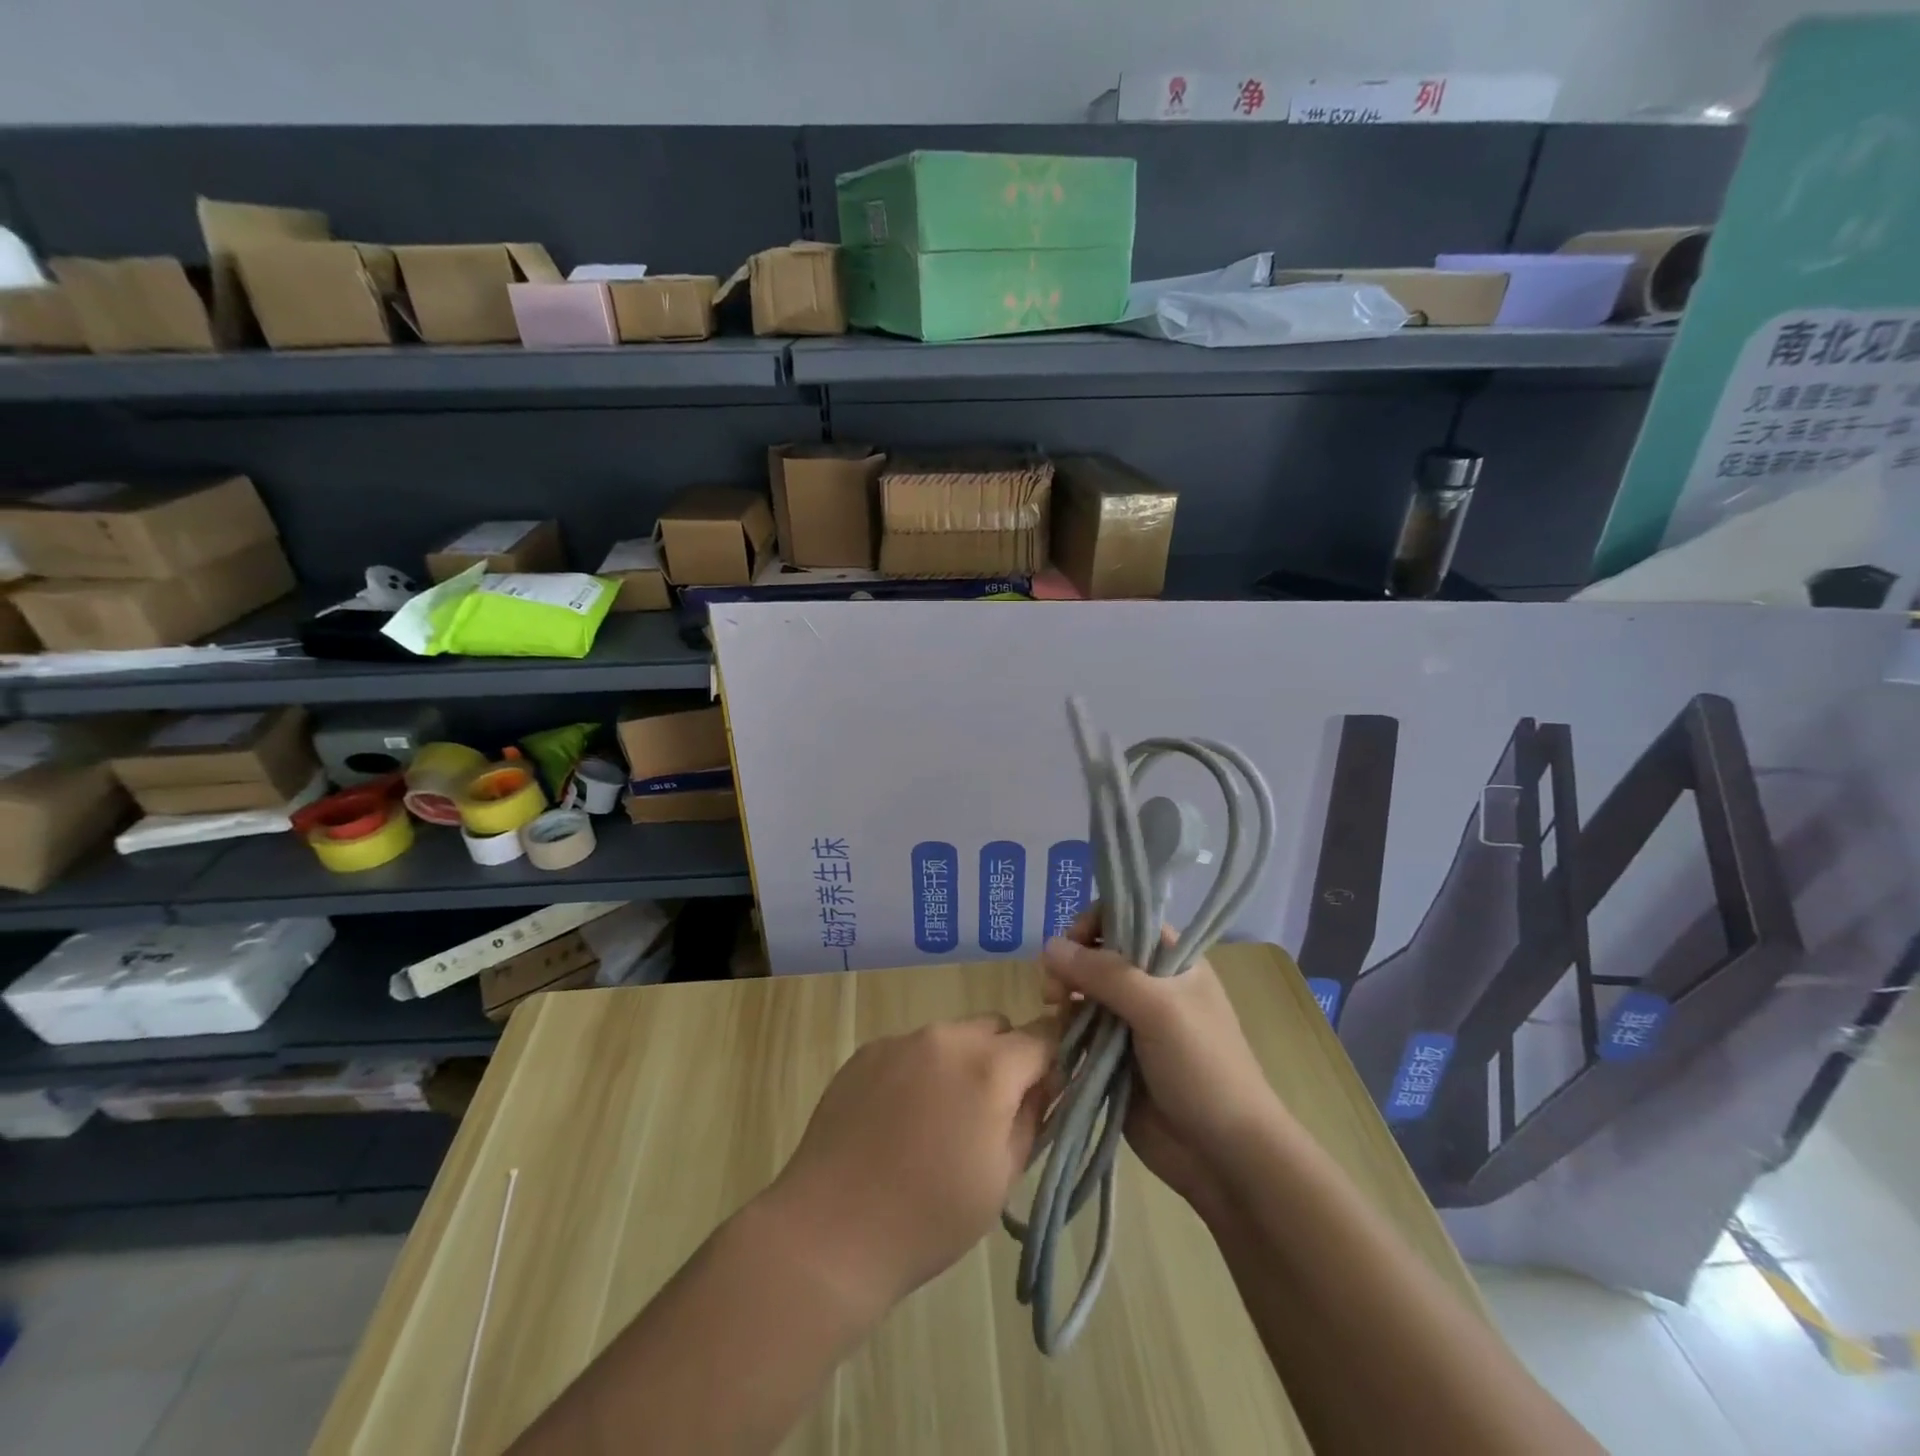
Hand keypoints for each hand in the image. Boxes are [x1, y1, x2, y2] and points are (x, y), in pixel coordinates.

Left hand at [764, 1014, 1056, 1315]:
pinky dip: (920, 1071)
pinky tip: (899, 1119)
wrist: (831, 1231)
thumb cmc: (929, 1217)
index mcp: (988, 1067)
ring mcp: (901, 1040)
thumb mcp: (1003, 1177)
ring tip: (938, 1120)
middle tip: (991, 1113)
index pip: (1043, 1036)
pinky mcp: (867, 1051)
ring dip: (961, 1064)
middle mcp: (946, 1037)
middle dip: (1006, 1060)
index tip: (1048, 1091)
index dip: (1053, 1060)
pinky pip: (912, 1048)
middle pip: (996, 1029)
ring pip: (952, 1036)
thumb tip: (1044, 1084)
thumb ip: (1033, 1118)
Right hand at [1041, 912, 1283, 1219]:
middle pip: (1097, 953)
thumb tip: (1048, 945)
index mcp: (1172, 961)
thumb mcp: (1158, 1008)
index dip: (1094, 924)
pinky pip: (1080, 1030)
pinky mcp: (1113, 1057)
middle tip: (1056, 988)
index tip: (1073, 945)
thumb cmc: (1202, 1068)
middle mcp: (1150, 984)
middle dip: (1071, 963)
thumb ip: (1104, 972)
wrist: (1224, 1156)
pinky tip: (1058, 1038)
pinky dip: (1065, 1029)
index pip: (1125, 918)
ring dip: (1064, 995)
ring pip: (1083, 991)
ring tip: (1054, 1010)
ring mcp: (1130, 1022)